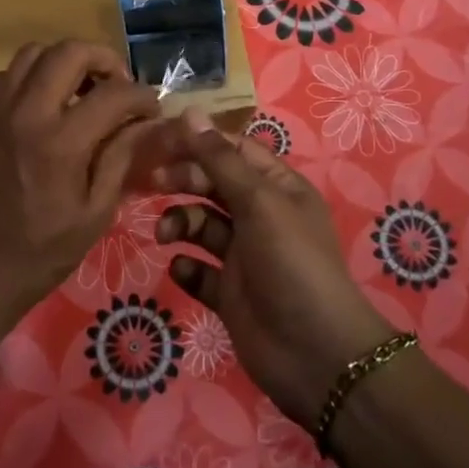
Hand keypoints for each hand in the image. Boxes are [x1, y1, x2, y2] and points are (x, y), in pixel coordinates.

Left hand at [0, 40, 161, 318]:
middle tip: (118, 86)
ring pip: (33, 53)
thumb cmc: (42, 253)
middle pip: (68, 51)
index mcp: (59, 143)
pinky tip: (47, 105)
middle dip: (103, 59)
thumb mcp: (95, 213)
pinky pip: (7, 74)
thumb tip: (147, 122)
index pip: (113, 94)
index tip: (152, 109)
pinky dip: (33, 76)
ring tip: (82, 90)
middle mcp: (25, 114)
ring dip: (65, 62)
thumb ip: (121, 157)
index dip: (142, 96)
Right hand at [156, 111, 394, 430]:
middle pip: (213, 184)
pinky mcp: (229, 293)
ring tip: (166, 235)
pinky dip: (187, 267)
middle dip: (183, 180)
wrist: (316, 355)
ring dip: (180, 223)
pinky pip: (199, 270)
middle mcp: (260, 216)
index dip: (198, 141)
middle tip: (152, 183)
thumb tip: (189, 112)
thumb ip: (220, 160)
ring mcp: (244, 256)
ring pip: (201, 226)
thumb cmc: (292, 264)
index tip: (159, 138)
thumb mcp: (259, 203)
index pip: (233, 150)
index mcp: (277, 187)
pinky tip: (183, 269)